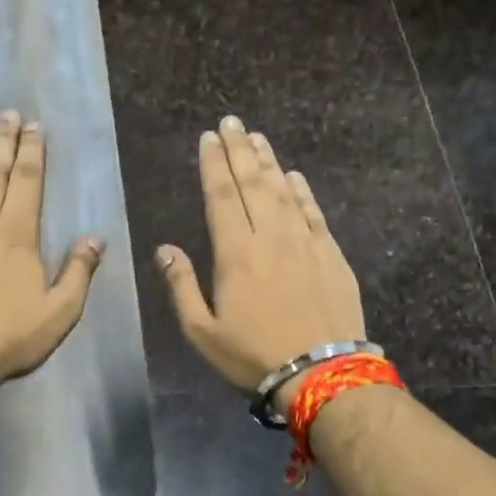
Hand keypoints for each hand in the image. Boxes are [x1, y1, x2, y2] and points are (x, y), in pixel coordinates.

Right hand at [157, 115, 366, 397]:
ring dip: (269, 162)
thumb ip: (182, 286)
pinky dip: (302, 191)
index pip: (221, 196)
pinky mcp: (330, 254)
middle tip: (232, 122)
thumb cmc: (253, 355)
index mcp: (235, 253)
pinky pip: (313, 212)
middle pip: (252, 183)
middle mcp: (269, 236)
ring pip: (284, 190)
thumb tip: (164, 249)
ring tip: (257, 138)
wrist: (321, 372)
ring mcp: (304, 242)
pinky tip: (294, 176)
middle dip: (239, 150)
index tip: (209, 138)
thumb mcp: (202, 331)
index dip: (213, 164)